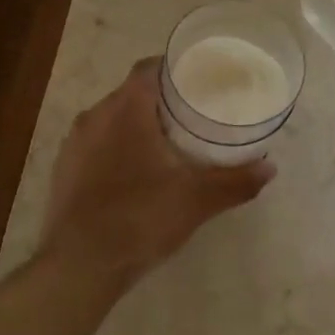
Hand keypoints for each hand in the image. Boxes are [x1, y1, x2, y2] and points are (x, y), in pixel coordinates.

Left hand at [42, 57, 274, 288]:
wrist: (79, 266)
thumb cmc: (140, 218)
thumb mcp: (197, 200)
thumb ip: (236, 180)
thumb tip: (270, 168)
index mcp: (125, 110)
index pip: (149, 69)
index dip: (174, 69)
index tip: (199, 80)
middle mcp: (94, 117)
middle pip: (131, 94)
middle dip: (161, 101)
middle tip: (193, 115)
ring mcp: (74, 145)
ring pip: (111, 121)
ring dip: (136, 127)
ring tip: (167, 145)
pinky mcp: (64, 171)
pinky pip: (96, 147)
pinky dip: (117, 150)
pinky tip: (135, 176)